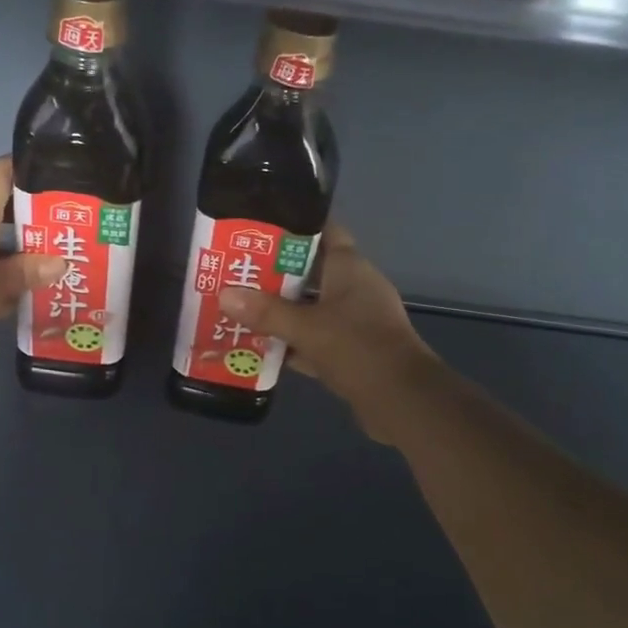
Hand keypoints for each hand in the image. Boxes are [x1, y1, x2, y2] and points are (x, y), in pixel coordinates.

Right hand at [218, 225, 440, 444]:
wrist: (402, 401)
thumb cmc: (357, 348)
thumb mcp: (306, 327)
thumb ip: (266, 312)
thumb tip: (225, 294)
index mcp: (349, 268)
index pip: (323, 232)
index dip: (294, 226)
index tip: (259, 227)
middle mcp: (354, 288)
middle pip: (310, 271)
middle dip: (274, 273)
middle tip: (236, 271)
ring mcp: (355, 320)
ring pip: (310, 307)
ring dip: (281, 309)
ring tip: (240, 306)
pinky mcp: (352, 350)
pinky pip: (315, 337)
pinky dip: (293, 341)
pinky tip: (260, 346)